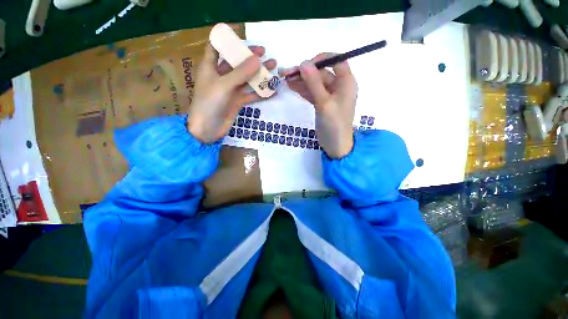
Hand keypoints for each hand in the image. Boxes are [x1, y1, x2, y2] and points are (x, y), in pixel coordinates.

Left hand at [188, 43, 276, 143]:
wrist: (207, 129)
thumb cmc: (209, 104)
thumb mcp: (224, 85)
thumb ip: (241, 73)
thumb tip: (257, 59)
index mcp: (211, 67)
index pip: (216, 47)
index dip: (226, 40)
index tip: (242, 37)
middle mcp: (221, 76)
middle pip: (236, 62)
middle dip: (250, 57)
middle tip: (265, 53)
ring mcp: (231, 90)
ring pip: (247, 79)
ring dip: (259, 74)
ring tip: (274, 68)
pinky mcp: (237, 101)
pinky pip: (251, 94)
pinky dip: (261, 92)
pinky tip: (272, 90)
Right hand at [280, 53, 357, 157]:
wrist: (335, 145)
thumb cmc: (334, 124)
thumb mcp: (324, 102)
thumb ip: (314, 83)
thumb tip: (303, 62)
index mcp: (346, 82)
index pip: (336, 61)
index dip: (321, 59)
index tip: (305, 64)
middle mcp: (339, 86)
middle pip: (321, 73)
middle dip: (304, 73)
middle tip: (286, 74)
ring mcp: (329, 95)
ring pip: (314, 83)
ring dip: (301, 81)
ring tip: (284, 79)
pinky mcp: (322, 103)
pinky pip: (312, 93)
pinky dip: (303, 90)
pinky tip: (292, 87)